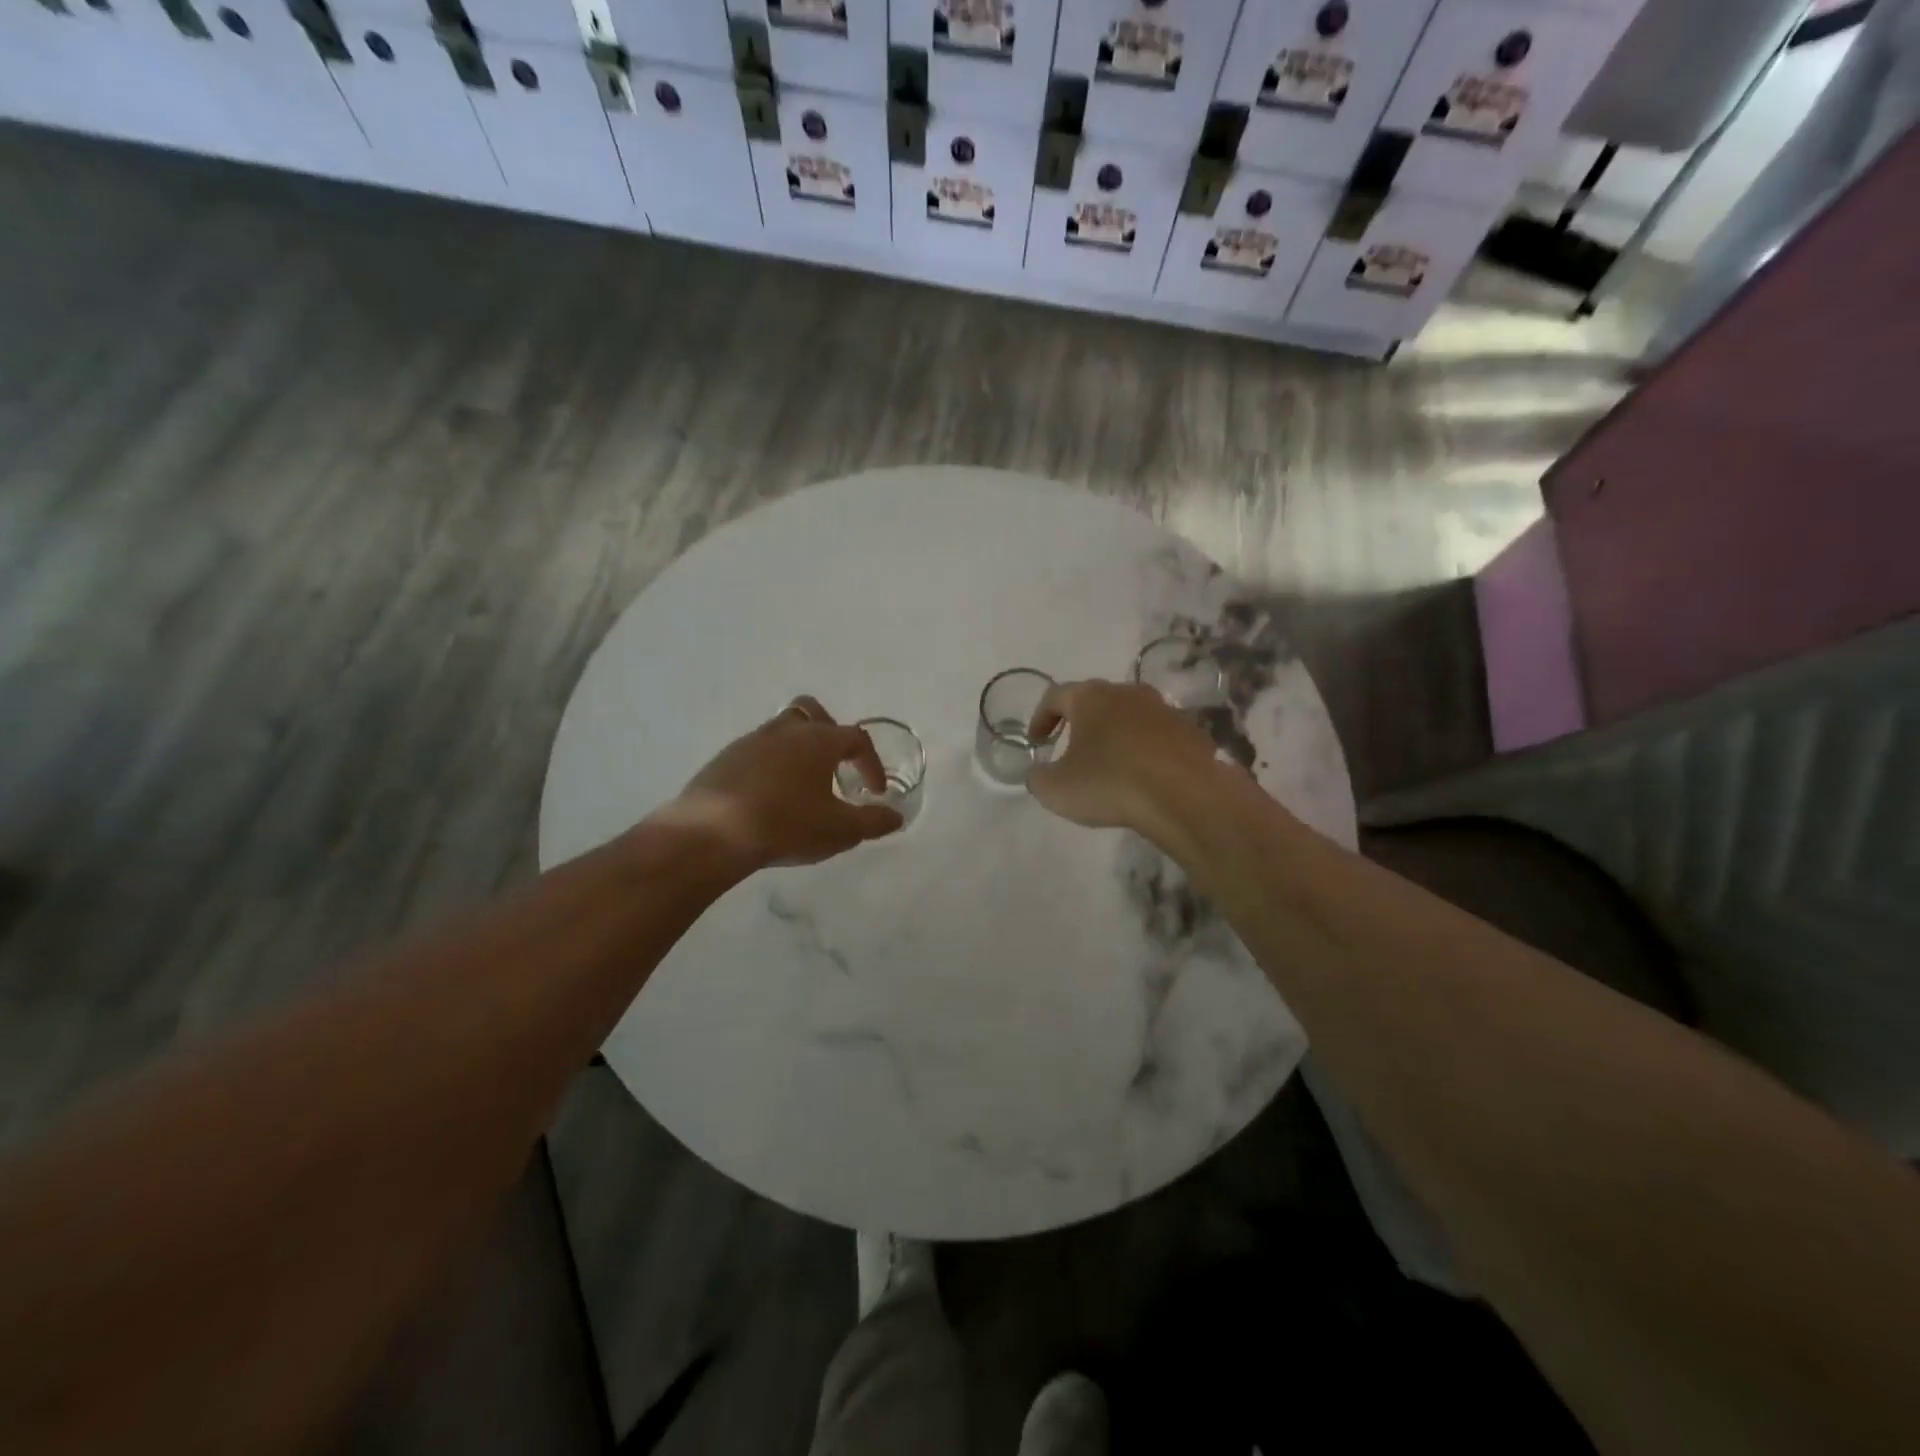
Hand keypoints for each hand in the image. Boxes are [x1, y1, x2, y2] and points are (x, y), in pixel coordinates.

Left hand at [675, 697, 902, 868]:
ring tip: (802, 783)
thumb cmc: (786, 825)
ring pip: (782, 729)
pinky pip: (757, 750)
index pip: (856, 739)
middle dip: (830, 734)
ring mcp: (751, 741)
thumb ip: (872, 822)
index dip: (872, 763)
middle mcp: (786, 730)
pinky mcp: (725, 758)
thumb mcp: (839, 830)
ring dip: (798, 749)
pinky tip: (769, 795)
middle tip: (835, 765)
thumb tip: (896, 816)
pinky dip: (771, 764)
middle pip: (813, 712)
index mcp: (819, 740)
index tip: (874, 791)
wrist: (711, 834)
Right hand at [1026, 679, 1220, 835]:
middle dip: (1080, 722)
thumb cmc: (1111, 784)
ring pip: (1129, 716)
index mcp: (1090, 697)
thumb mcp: (1056, 790)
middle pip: (1096, 700)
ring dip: (1115, 735)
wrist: (1186, 796)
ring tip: (1109, 764)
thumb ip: (1038, 777)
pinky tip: (1143, 776)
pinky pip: (1157, 736)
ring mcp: (1164, 709)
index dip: (1040, 718)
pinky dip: (1144, 750)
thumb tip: (1039, 773)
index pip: (1055, 696)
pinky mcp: (1191, 731)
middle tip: (1071, 749)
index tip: (1036, 742)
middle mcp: (1128, 692)